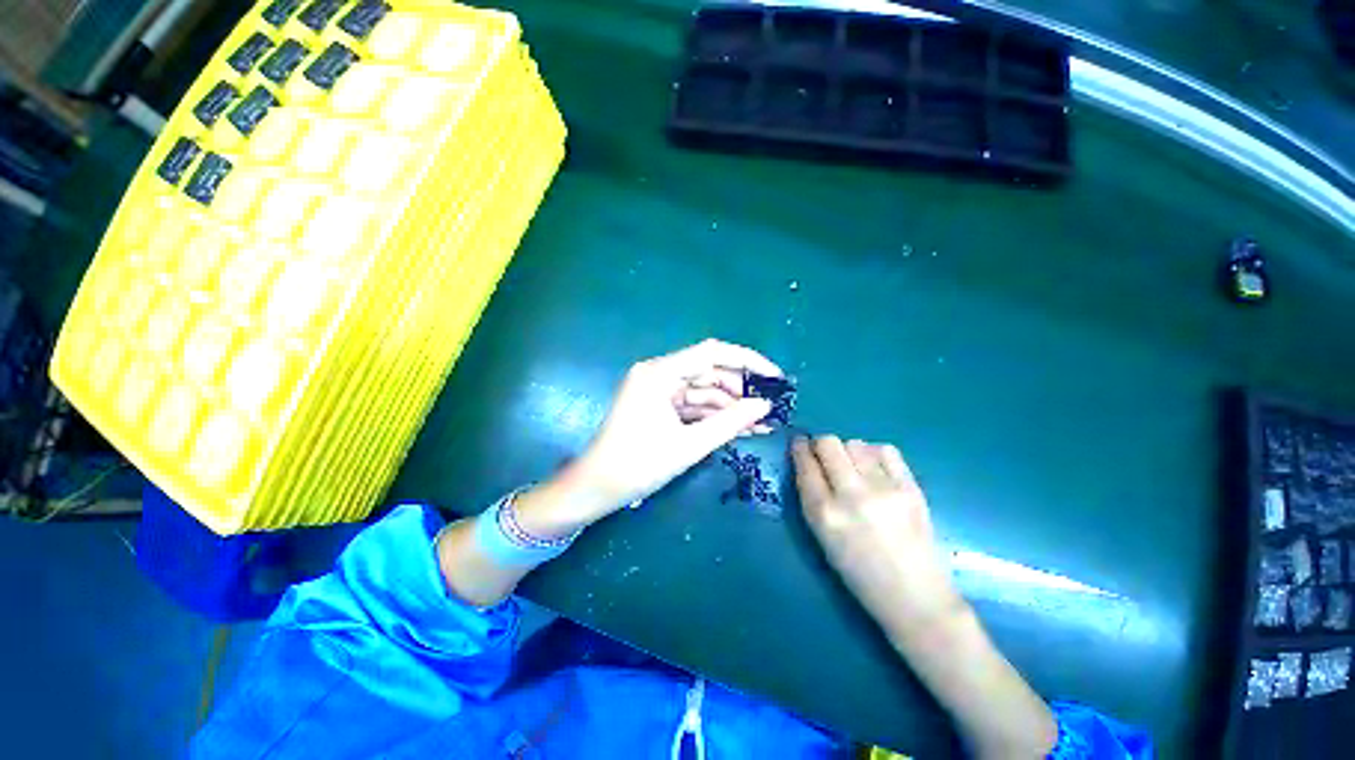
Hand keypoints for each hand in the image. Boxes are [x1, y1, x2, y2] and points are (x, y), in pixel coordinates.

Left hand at [546, 340, 781, 526]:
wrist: (596, 488)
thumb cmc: (638, 465)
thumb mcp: (689, 445)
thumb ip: (730, 423)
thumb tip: (765, 406)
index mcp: (659, 373)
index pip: (711, 353)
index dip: (747, 361)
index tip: (775, 377)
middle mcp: (659, 374)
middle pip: (709, 372)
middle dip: (741, 390)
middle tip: (771, 407)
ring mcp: (659, 390)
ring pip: (704, 391)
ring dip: (731, 407)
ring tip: (763, 423)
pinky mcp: (660, 407)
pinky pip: (694, 406)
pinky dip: (715, 416)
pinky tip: (741, 427)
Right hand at [792, 436, 962, 634]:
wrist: (915, 597)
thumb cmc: (859, 573)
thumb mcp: (822, 537)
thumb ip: (812, 497)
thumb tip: (808, 462)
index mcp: (824, 514)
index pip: (805, 465)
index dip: (799, 449)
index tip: (799, 443)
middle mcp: (851, 496)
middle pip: (828, 444)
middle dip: (821, 444)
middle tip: (825, 454)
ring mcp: (884, 490)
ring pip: (855, 444)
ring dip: (848, 451)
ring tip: (854, 468)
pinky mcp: (910, 488)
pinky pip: (885, 450)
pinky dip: (875, 454)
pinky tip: (876, 470)